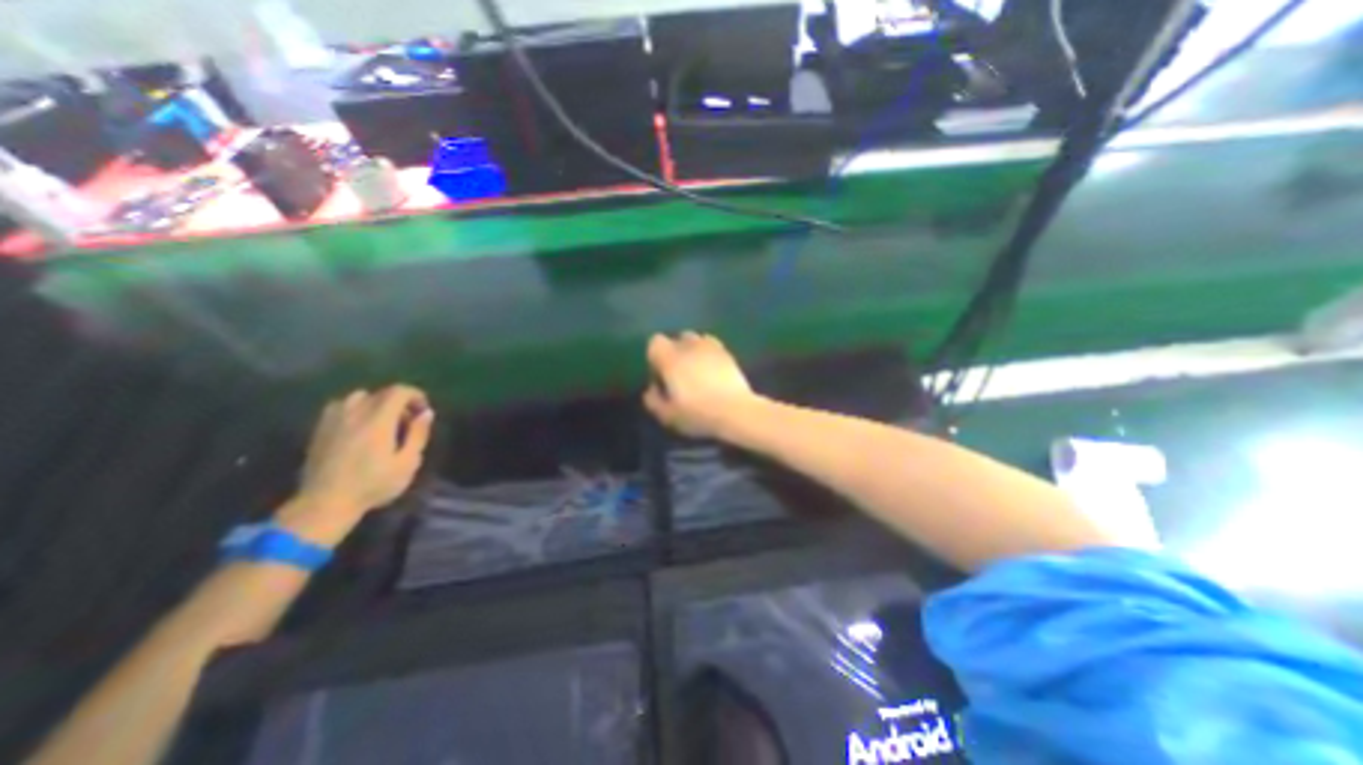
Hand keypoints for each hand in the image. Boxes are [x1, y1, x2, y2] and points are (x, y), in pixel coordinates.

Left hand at [284, 383, 435, 537]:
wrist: (324, 504)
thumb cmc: (373, 484)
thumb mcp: (407, 463)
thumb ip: (418, 434)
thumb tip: (426, 413)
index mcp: (378, 420)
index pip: (399, 391)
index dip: (416, 395)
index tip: (423, 411)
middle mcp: (355, 413)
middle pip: (381, 393)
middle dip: (400, 402)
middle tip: (408, 422)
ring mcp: (334, 420)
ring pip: (359, 397)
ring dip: (376, 404)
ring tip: (383, 422)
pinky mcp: (319, 429)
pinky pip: (340, 406)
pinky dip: (355, 409)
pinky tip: (359, 426)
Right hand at [647, 333, 763, 438]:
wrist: (736, 411)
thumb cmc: (698, 413)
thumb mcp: (668, 415)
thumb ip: (653, 400)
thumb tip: (651, 389)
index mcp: (670, 358)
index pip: (655, 342)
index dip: (655, 357)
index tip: (661, 375)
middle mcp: (689, 346)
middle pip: (677, 338)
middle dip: (675, 351)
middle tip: (679, 373)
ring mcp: (711, 347)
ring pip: (696, 339)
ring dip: (693, 351)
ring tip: (697, 370)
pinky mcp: (728, 353)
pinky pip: (713, 346)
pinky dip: (709, 354)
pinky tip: (713, 371)